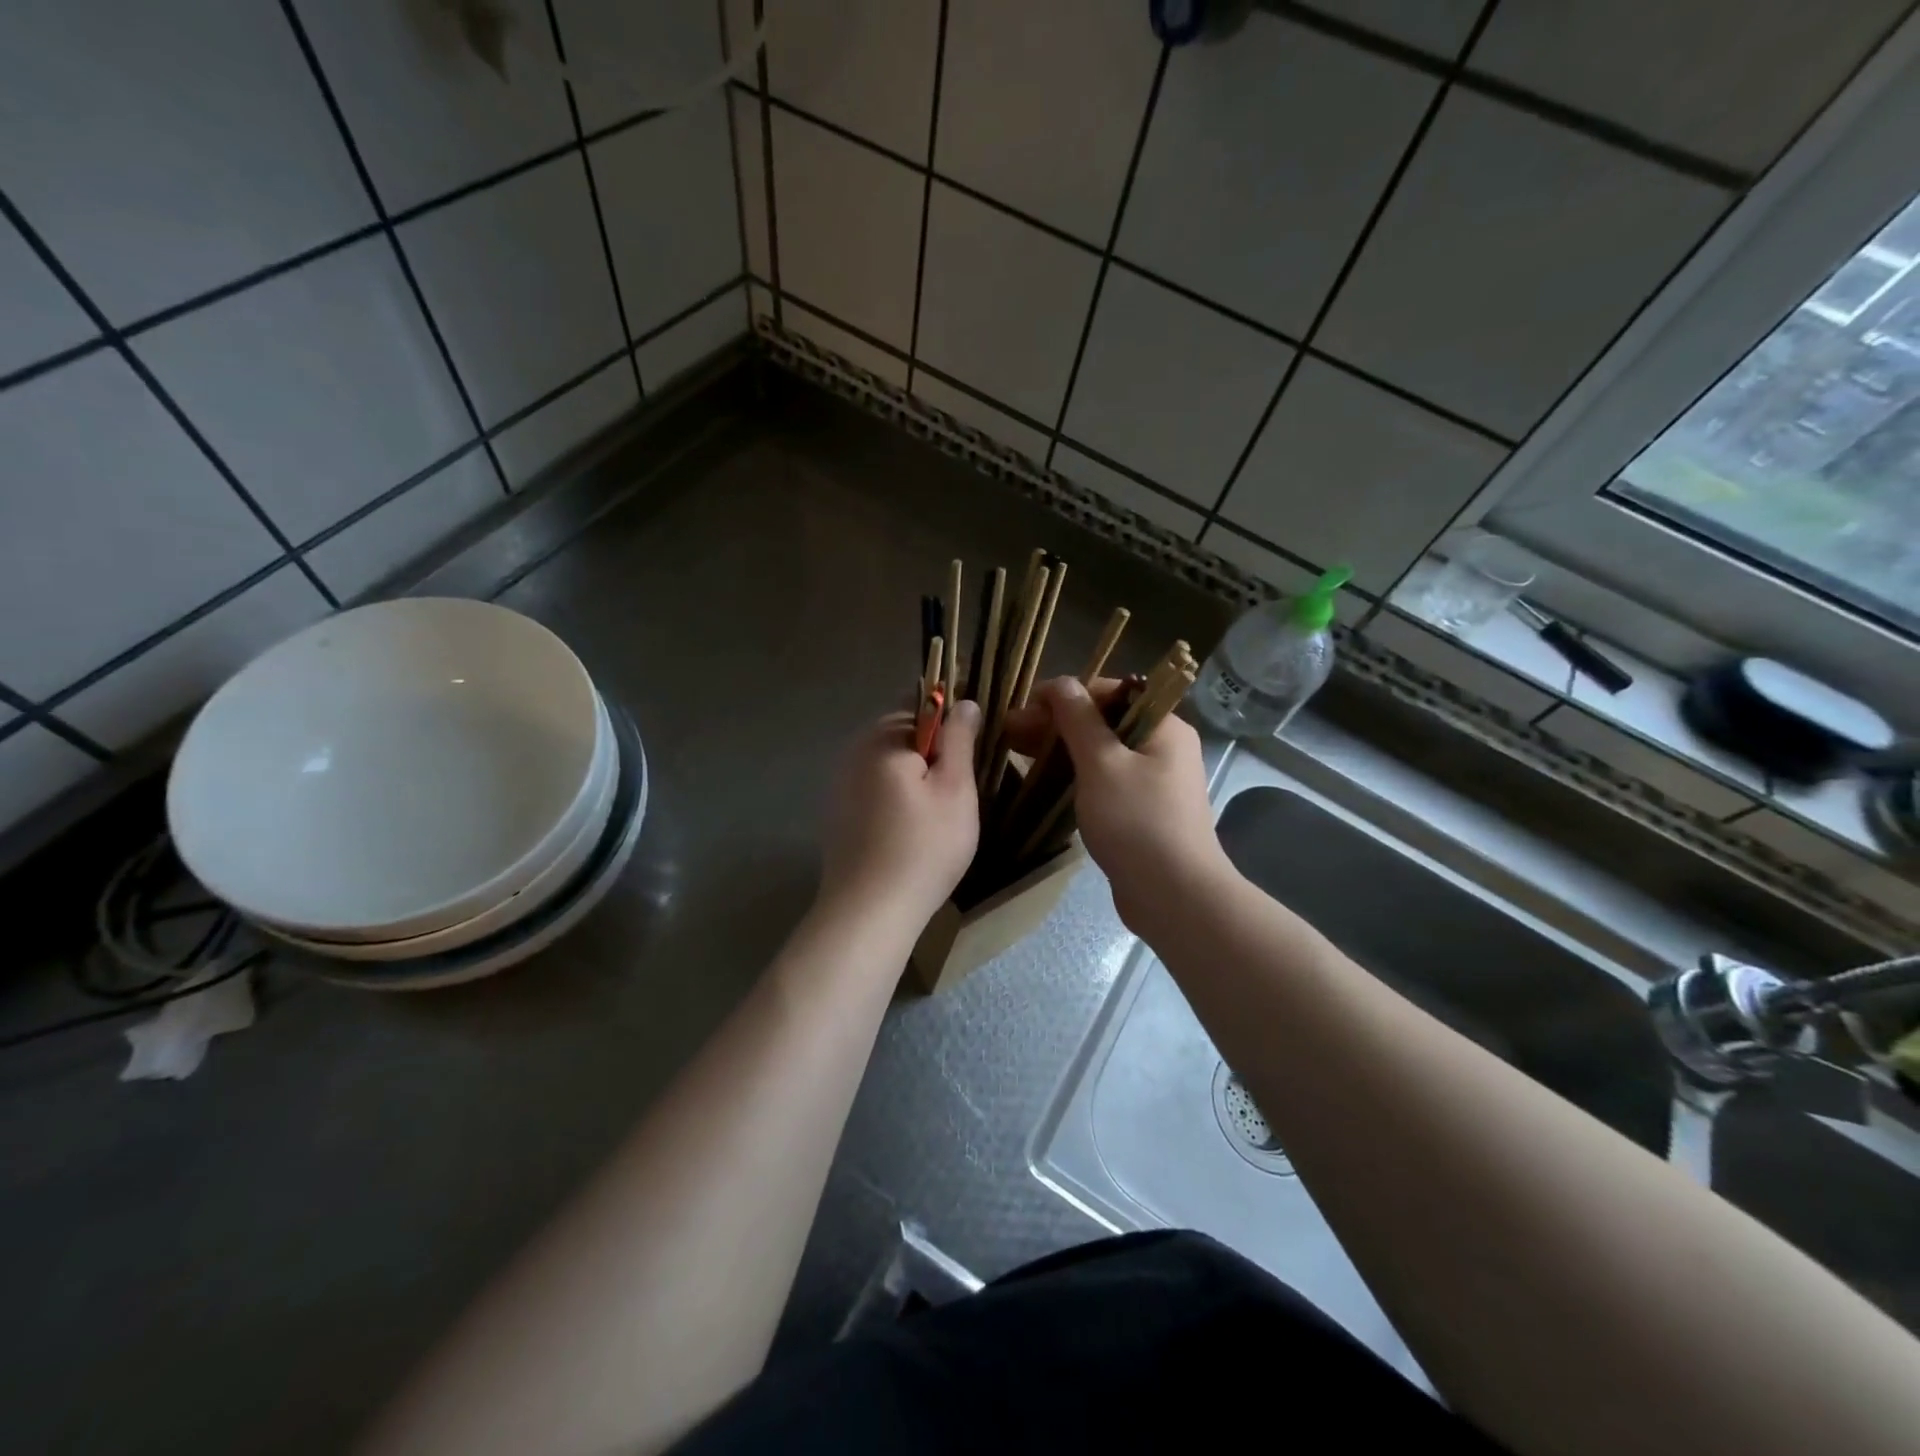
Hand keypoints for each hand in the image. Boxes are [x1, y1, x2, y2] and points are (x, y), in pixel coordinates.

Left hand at [819, 699, 982, 920]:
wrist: (869, 912)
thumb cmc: (923, 846)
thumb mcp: (955, 788)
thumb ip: (959, 739)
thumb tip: (964, 702)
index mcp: (883, 737)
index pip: (922, 702)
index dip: (952, 718)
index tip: (973, 749)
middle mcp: (854, 751)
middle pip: (904, 733)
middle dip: (934, 751)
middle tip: (961, 789)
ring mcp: (841, 783)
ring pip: (890, 763)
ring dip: (916, 776)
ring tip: (940, 814)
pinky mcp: (839, 813)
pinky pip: (875, 789)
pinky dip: (897, 798)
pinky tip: (910, 830)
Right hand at [1006, 678, 1229, 931]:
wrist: (1174, 896)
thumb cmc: (1137, 822)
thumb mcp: (1102, 763)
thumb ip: (1079, 719)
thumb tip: (1061, 683)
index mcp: (1163, 726)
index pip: (1109, 692)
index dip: (1064, 695)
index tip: (1025, 710)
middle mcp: (1163, 746)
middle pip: (1103, 721)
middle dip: (1056, 723)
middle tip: (1010, 734)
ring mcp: (1154, 780)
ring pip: (1101, 752)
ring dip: (1061, 749)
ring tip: (1018, 753)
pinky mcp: (1143, 810)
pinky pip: (1105, 780)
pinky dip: (1076, 775)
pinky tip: (1045, 780)